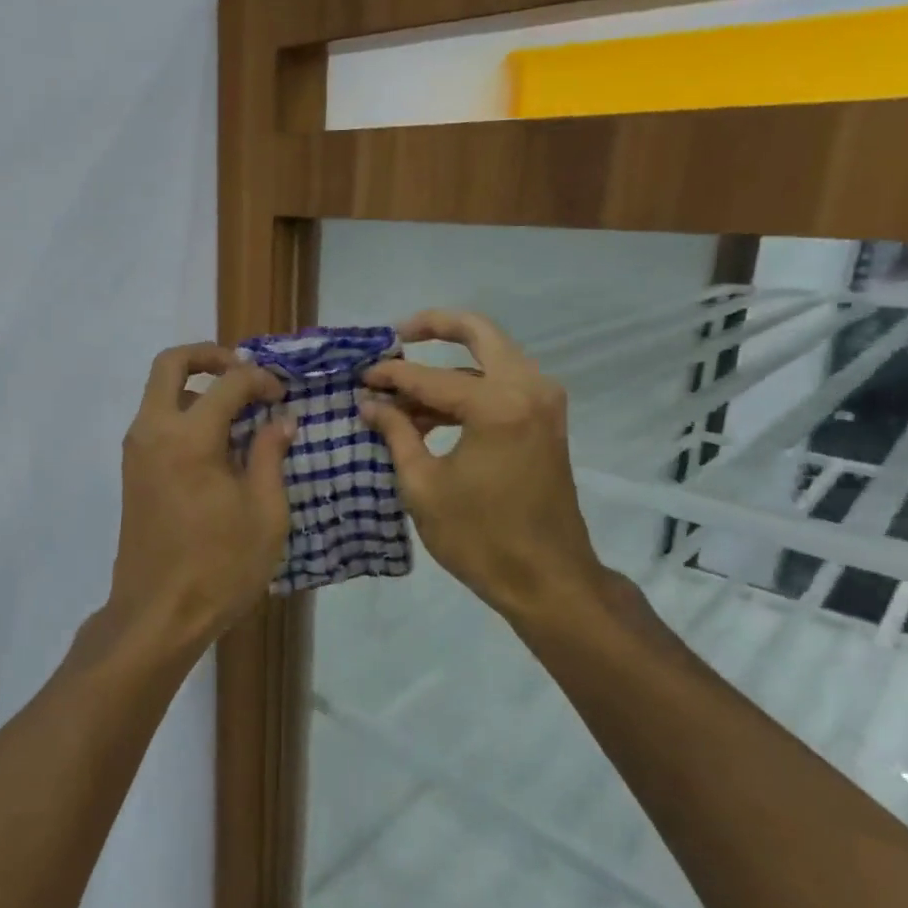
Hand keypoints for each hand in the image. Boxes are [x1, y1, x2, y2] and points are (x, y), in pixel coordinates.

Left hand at [102, 343, 293, 656]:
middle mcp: (153, 431)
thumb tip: (280, 420)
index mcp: (189, 437)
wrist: (157, 615)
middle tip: (245, 372)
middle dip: (209, 356)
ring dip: (197, 388)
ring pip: (160, 392)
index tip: (283, 396)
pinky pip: (157, 422)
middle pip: (171, 364)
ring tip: (239, 414)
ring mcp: (137, 451)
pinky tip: (219, 445)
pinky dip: (184, 414)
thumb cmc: (219, 566)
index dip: (261, 379)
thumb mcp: (265, 513)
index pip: (228, 382)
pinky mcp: (132, 472)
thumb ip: (271, 456)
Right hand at [359, 310, 611, 632]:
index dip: (389, 377)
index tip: (359, 379)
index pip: (429, 376)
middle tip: (397, 336)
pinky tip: (431, 415)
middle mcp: (527, 389)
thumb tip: (370, 403)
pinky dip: (468, 390)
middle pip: (480, 332)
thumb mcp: (423, 485)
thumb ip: (396, 433)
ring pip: (491, 359)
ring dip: (449, 367)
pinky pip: (502, 386)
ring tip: (403, 393)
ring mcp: (543, 403)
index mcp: (497, 405)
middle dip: (436, 327)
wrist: (548, 580)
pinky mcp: (545, 422)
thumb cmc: (480, 537)